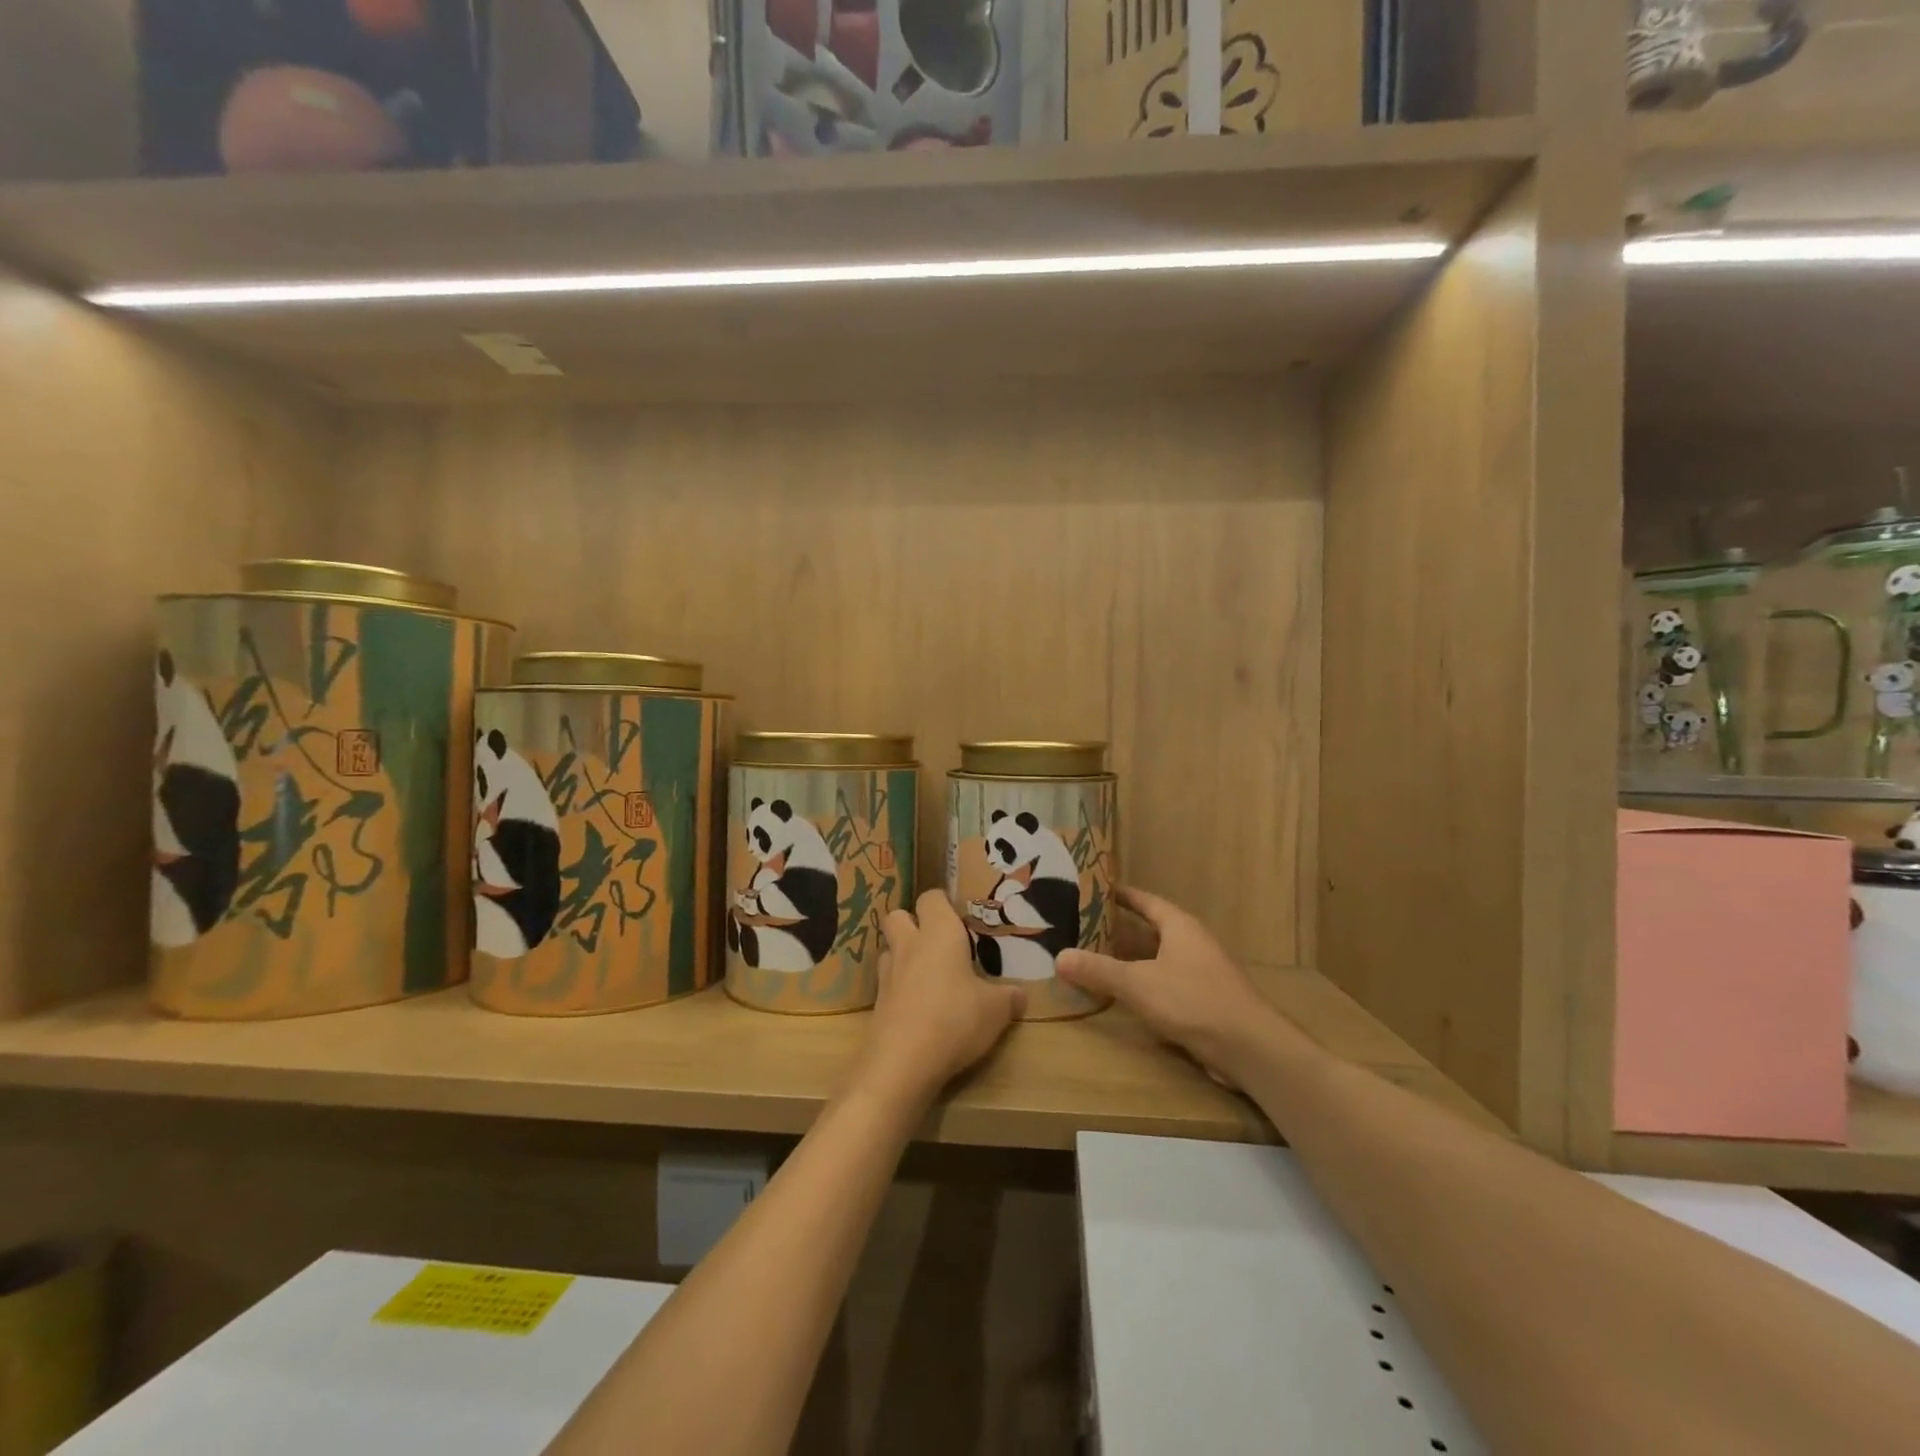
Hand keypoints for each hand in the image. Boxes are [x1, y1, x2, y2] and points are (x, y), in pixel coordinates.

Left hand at [857, 891, 1025, 1105]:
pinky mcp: (877, 1004)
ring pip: (889, 949)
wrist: (903, 1062)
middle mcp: (909, 945)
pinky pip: (887, 984)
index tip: (960, 917)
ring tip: (926, 974)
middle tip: (937, 942)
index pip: (932, 897)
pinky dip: (899, 988)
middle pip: (897, 915)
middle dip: (913, 922)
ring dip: (903, 955)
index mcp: (939, 933)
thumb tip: (1021, 995)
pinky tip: (917, 1006)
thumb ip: (1009, 997)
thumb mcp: (996, 1010)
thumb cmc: (956, 1019)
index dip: (943, 903)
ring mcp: (888, 974)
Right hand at [1057, 887, 1281, 1080]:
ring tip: (1096, 959)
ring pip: (1158, 958)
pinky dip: (1144, 983)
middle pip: (1151, 929)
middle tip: (1083, 927)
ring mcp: (1201, 973)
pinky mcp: (1204, 1001)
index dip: (1122, 895)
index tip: (1095, 890)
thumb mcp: (1138, 983)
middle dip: (1119, 929)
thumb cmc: (1192, 1000)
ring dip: (1131, 959)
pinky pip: (1166, 983)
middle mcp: (1192, 943)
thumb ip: (1098, 970)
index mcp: (1180, 926)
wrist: (1249, 1048)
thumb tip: (1059, 956)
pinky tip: (1124, 995)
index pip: (1146, 901)